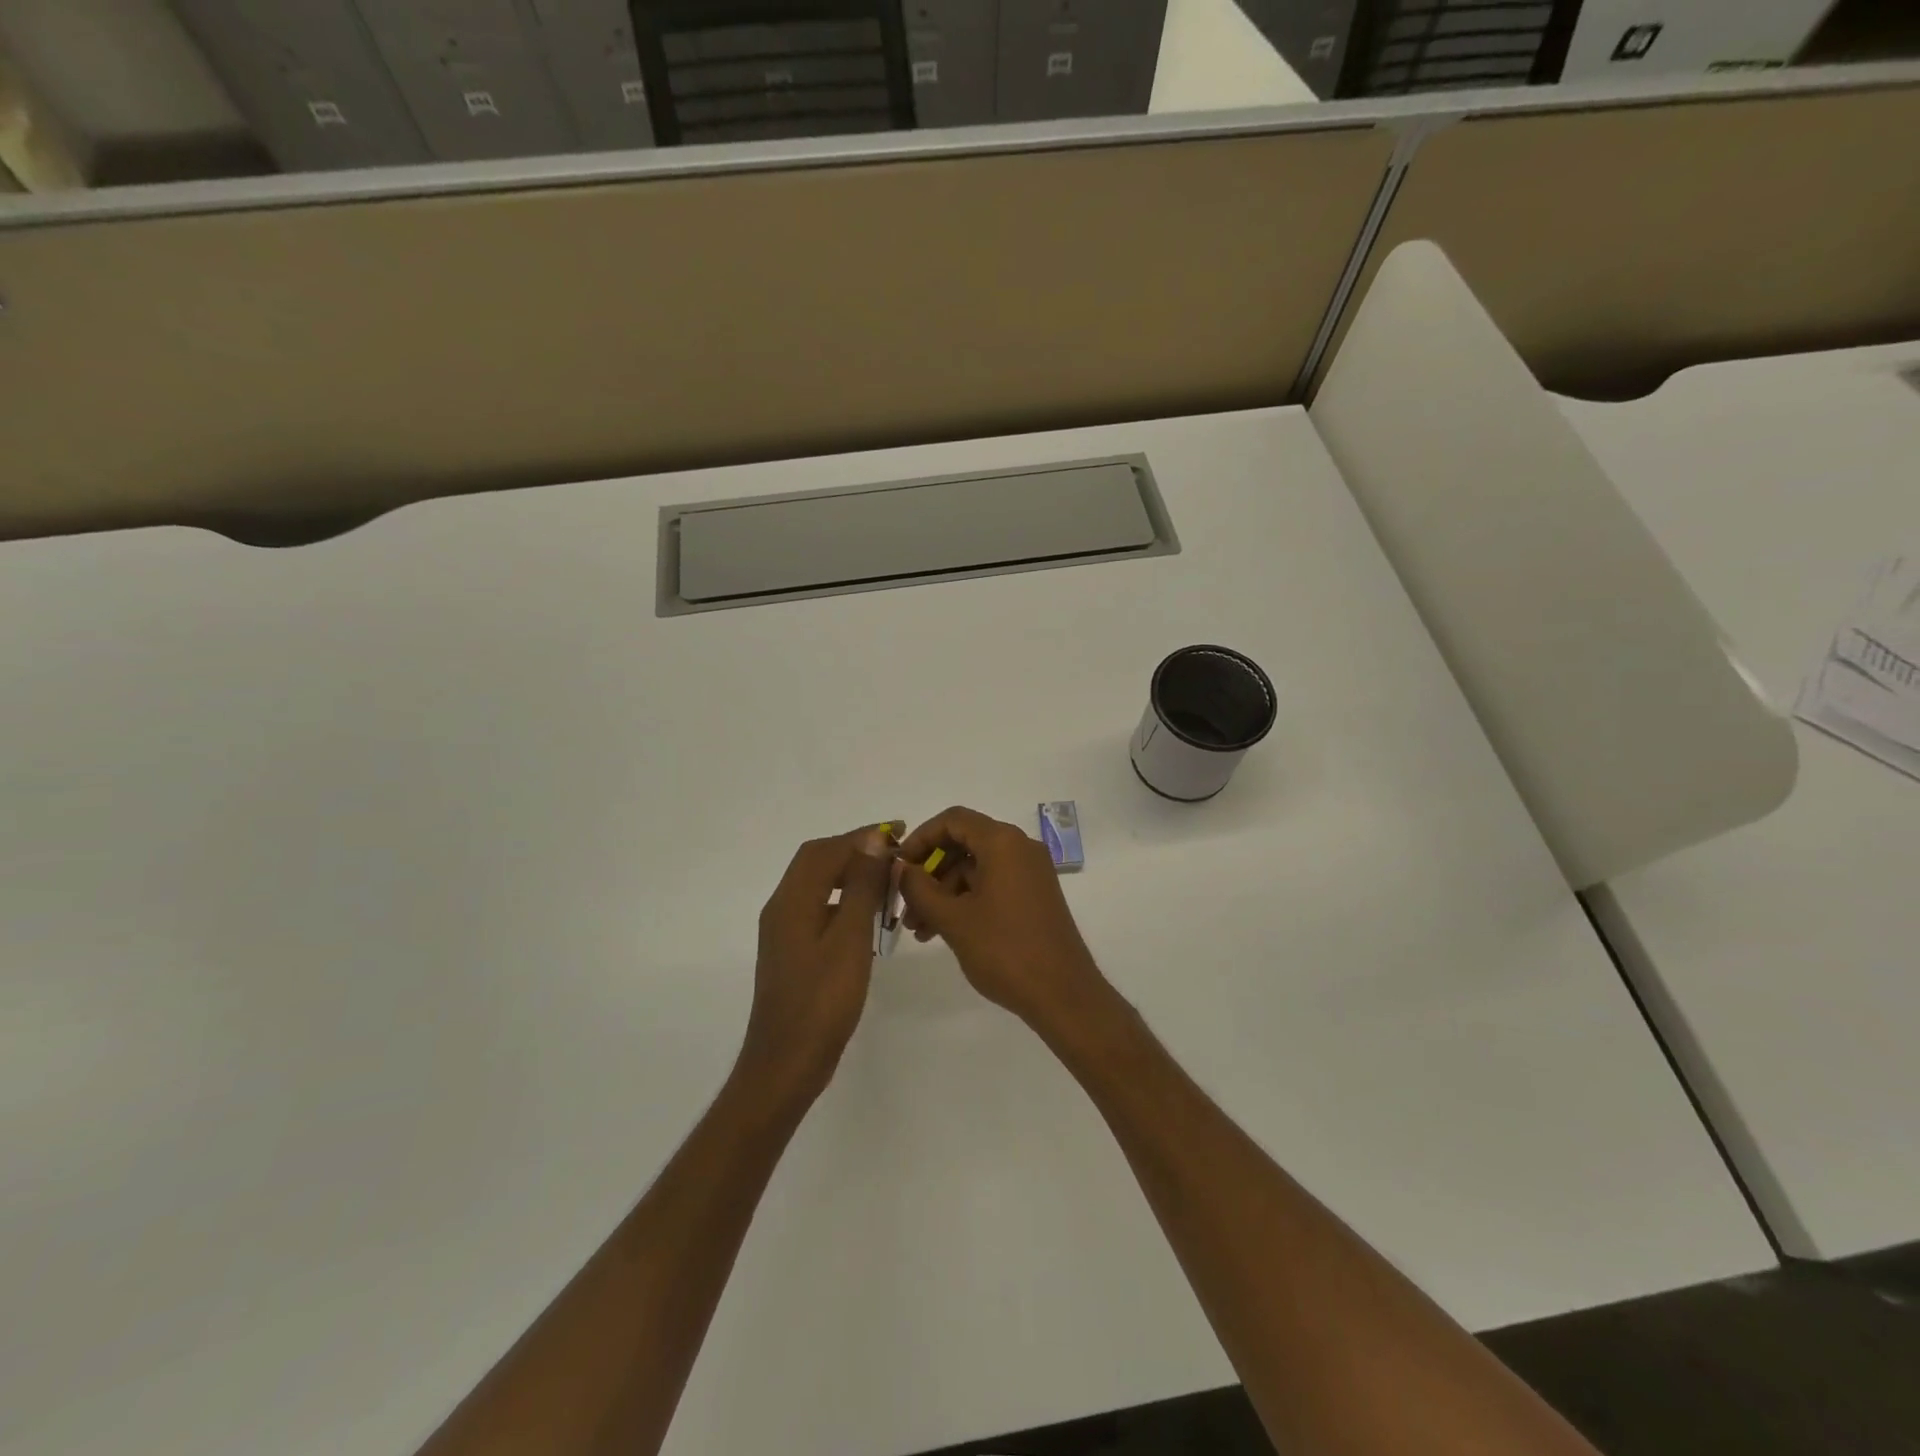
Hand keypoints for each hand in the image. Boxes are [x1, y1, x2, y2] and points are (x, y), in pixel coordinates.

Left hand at [737, 826, 893, 1109]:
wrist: (786, 1063)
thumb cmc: (823, 1001)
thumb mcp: (849, 938)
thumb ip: (861, 886)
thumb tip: (873, 840)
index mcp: (792, 901)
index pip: (825, 850)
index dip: (862, 836)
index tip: (899, 831)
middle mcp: (782, 908)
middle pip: (816, 862)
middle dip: (856, 850)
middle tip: (895, 852)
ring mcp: (784, 932)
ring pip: (817, 886)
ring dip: (851, 875)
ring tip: (888, 881)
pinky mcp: (792, 952)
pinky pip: (819, 909)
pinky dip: (844, 901)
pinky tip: (868, 918)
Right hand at [896, 806, 1108, 1031]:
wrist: (1063, 994)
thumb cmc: (1005, 950)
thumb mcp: (953, 919)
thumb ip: (920, 888)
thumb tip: (901, 868)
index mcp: (1003, 842)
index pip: (953, 820)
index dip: (920, 838)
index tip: (899, 866)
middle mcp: (1020, 848)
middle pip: (963, 844)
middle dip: (929, 873)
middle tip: (904, 905)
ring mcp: (1030, 873)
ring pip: (975, 869)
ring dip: (944, 893)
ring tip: (919, 930)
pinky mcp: (1034, 896)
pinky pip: (992, 885)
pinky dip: (966, 902)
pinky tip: (942, 933)